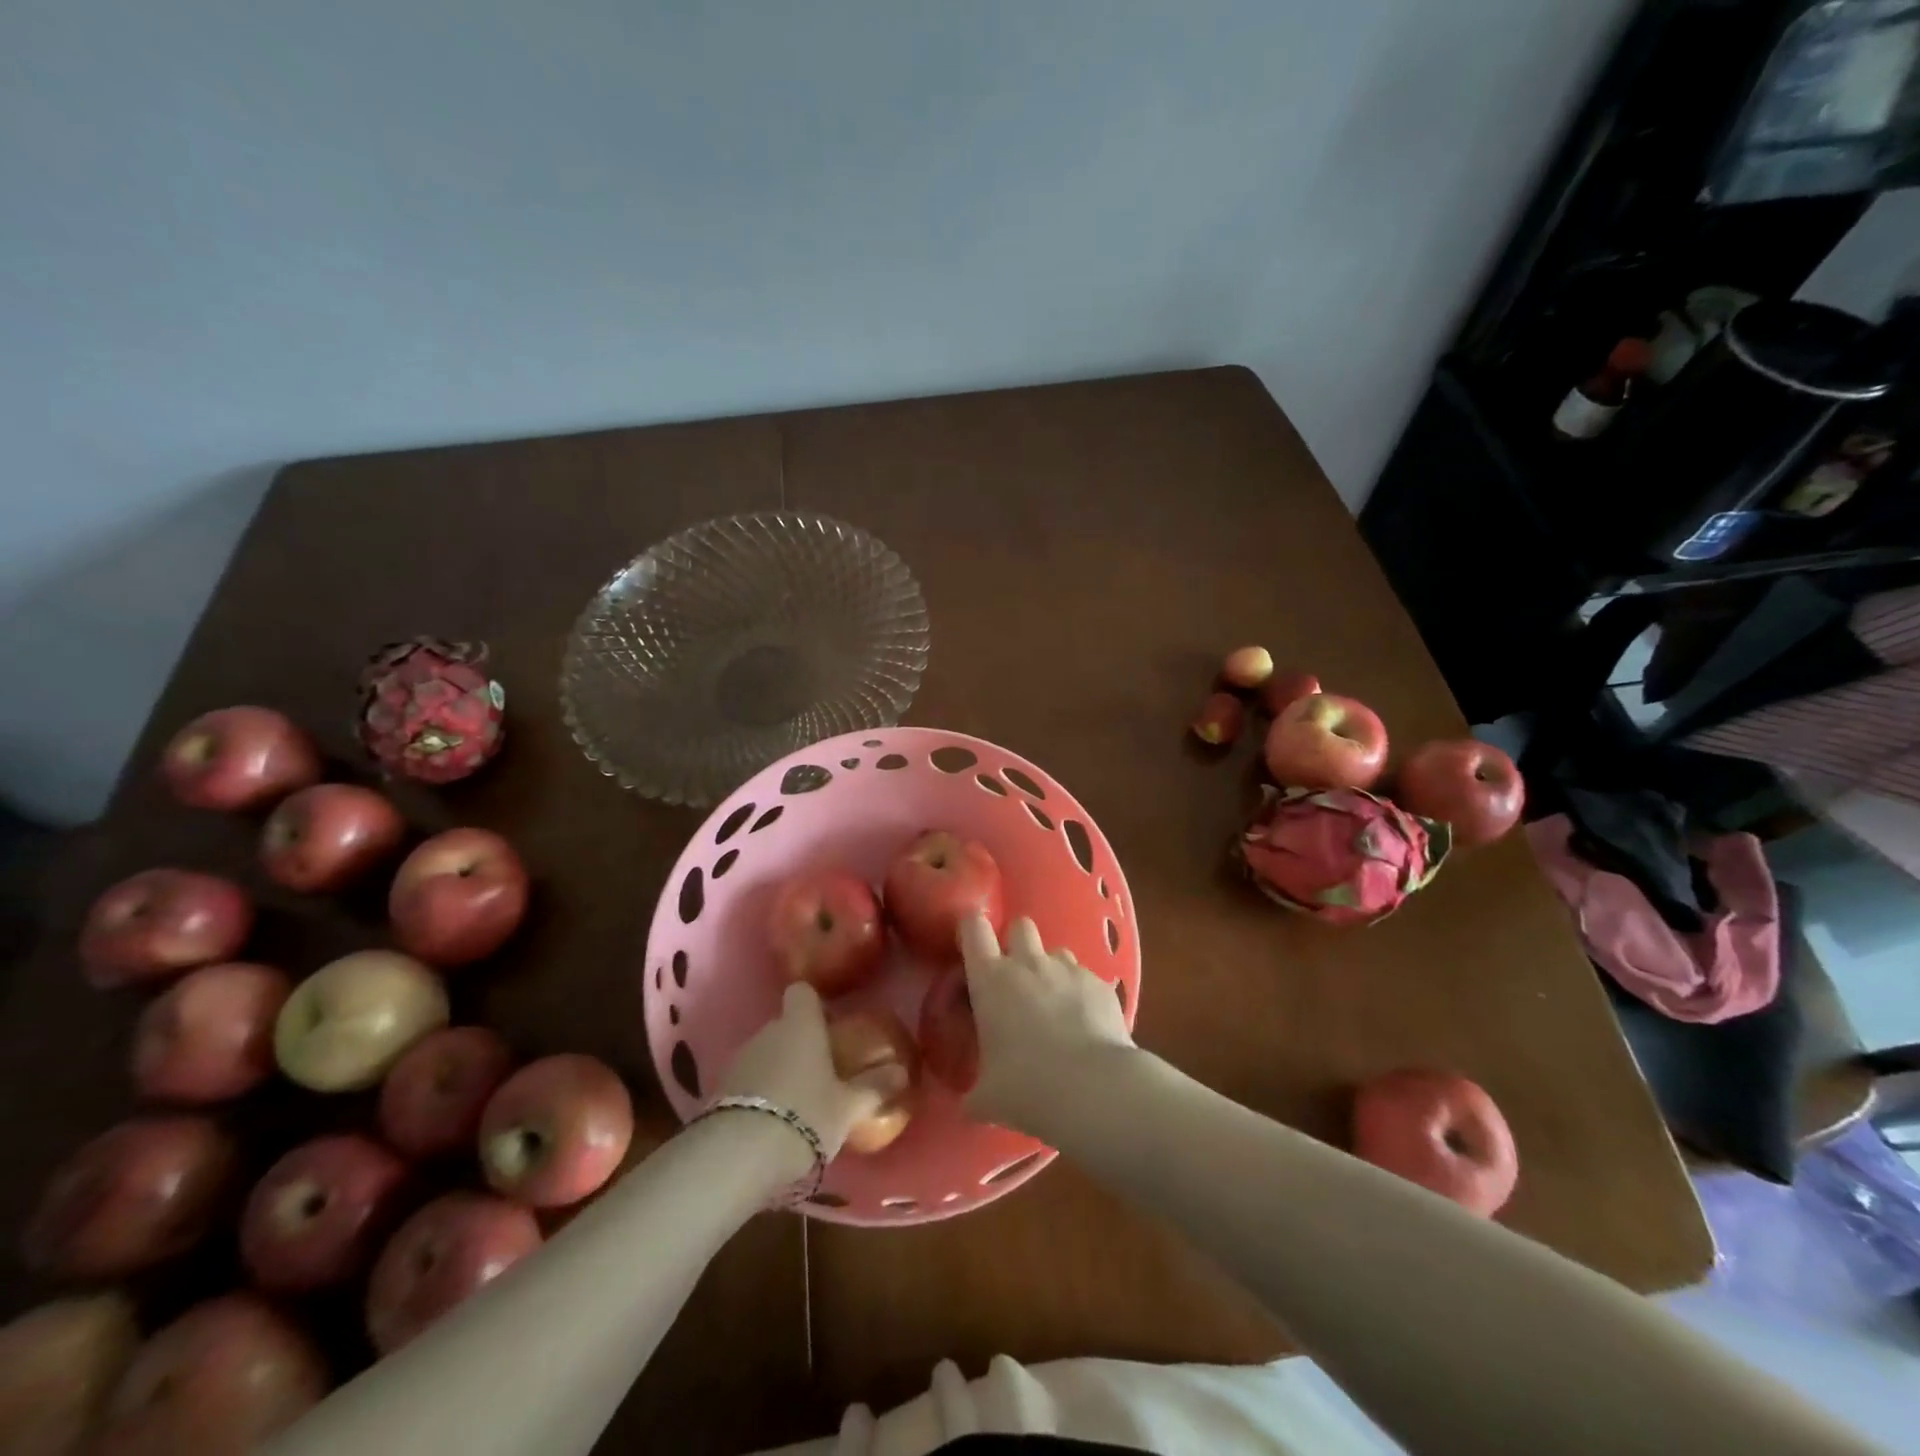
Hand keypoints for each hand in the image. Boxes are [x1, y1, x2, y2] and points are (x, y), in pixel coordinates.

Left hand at [718, 982, 905, 1159]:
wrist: (739, 1155)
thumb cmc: (805, 1114)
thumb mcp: (849, 1107)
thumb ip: (875, 1087)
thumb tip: (902, 1072)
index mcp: (800, 1024)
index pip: (803, 992)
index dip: (816, 1005)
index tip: (831, 1026)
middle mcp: (767, 1031)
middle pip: (786, 1025)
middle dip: (802, 1043)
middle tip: (824, 1072)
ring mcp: (740, 1059)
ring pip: (766, 1053)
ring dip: (780, 1069)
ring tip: (800, 1103)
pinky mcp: (719, 1090)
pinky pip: (748, 1080)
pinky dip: (761, 1093)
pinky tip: (774, 1122)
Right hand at [959, 914, 1133, 1131]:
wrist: (1095, 1090)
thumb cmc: (1028, 1088)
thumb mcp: (988, 1099)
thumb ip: (974, 1095)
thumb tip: (968, 1106)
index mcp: (991, 981)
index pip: (973, 928)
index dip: (971, 928)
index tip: (971, 943)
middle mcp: (1028, 964)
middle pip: (1020, 925)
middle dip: (1017, 942)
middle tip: (1017, 976)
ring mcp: (1068, 969)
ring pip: (1056, 951)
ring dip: (1051, 969)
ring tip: (1054, 1004)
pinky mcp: (1100, 983)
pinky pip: (1085, 977)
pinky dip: (1081, 993)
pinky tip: (1085, 1024)